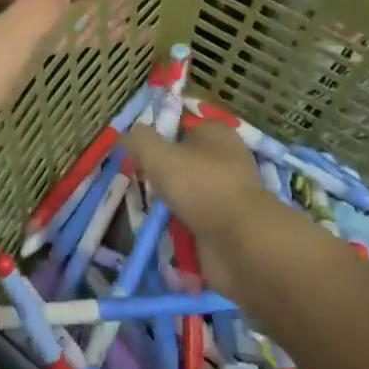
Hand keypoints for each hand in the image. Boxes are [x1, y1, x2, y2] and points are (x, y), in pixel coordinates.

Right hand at [125, 118, 266, 293]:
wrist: (241, 243)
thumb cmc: (200, 186)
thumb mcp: (158, 155)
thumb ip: (139, 140)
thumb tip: (127, 135)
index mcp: (216, 133)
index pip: (180, 125)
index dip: (157, 136)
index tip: (136, 152)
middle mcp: (226, 159)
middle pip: (183, 160)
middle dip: (162, 173)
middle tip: (139, 181)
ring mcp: (229, 194)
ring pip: (188, 192)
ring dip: (170, 202)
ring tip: (148, 209)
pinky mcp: (229, 224)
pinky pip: (196, 220)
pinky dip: (181, 226)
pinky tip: (164, 230)